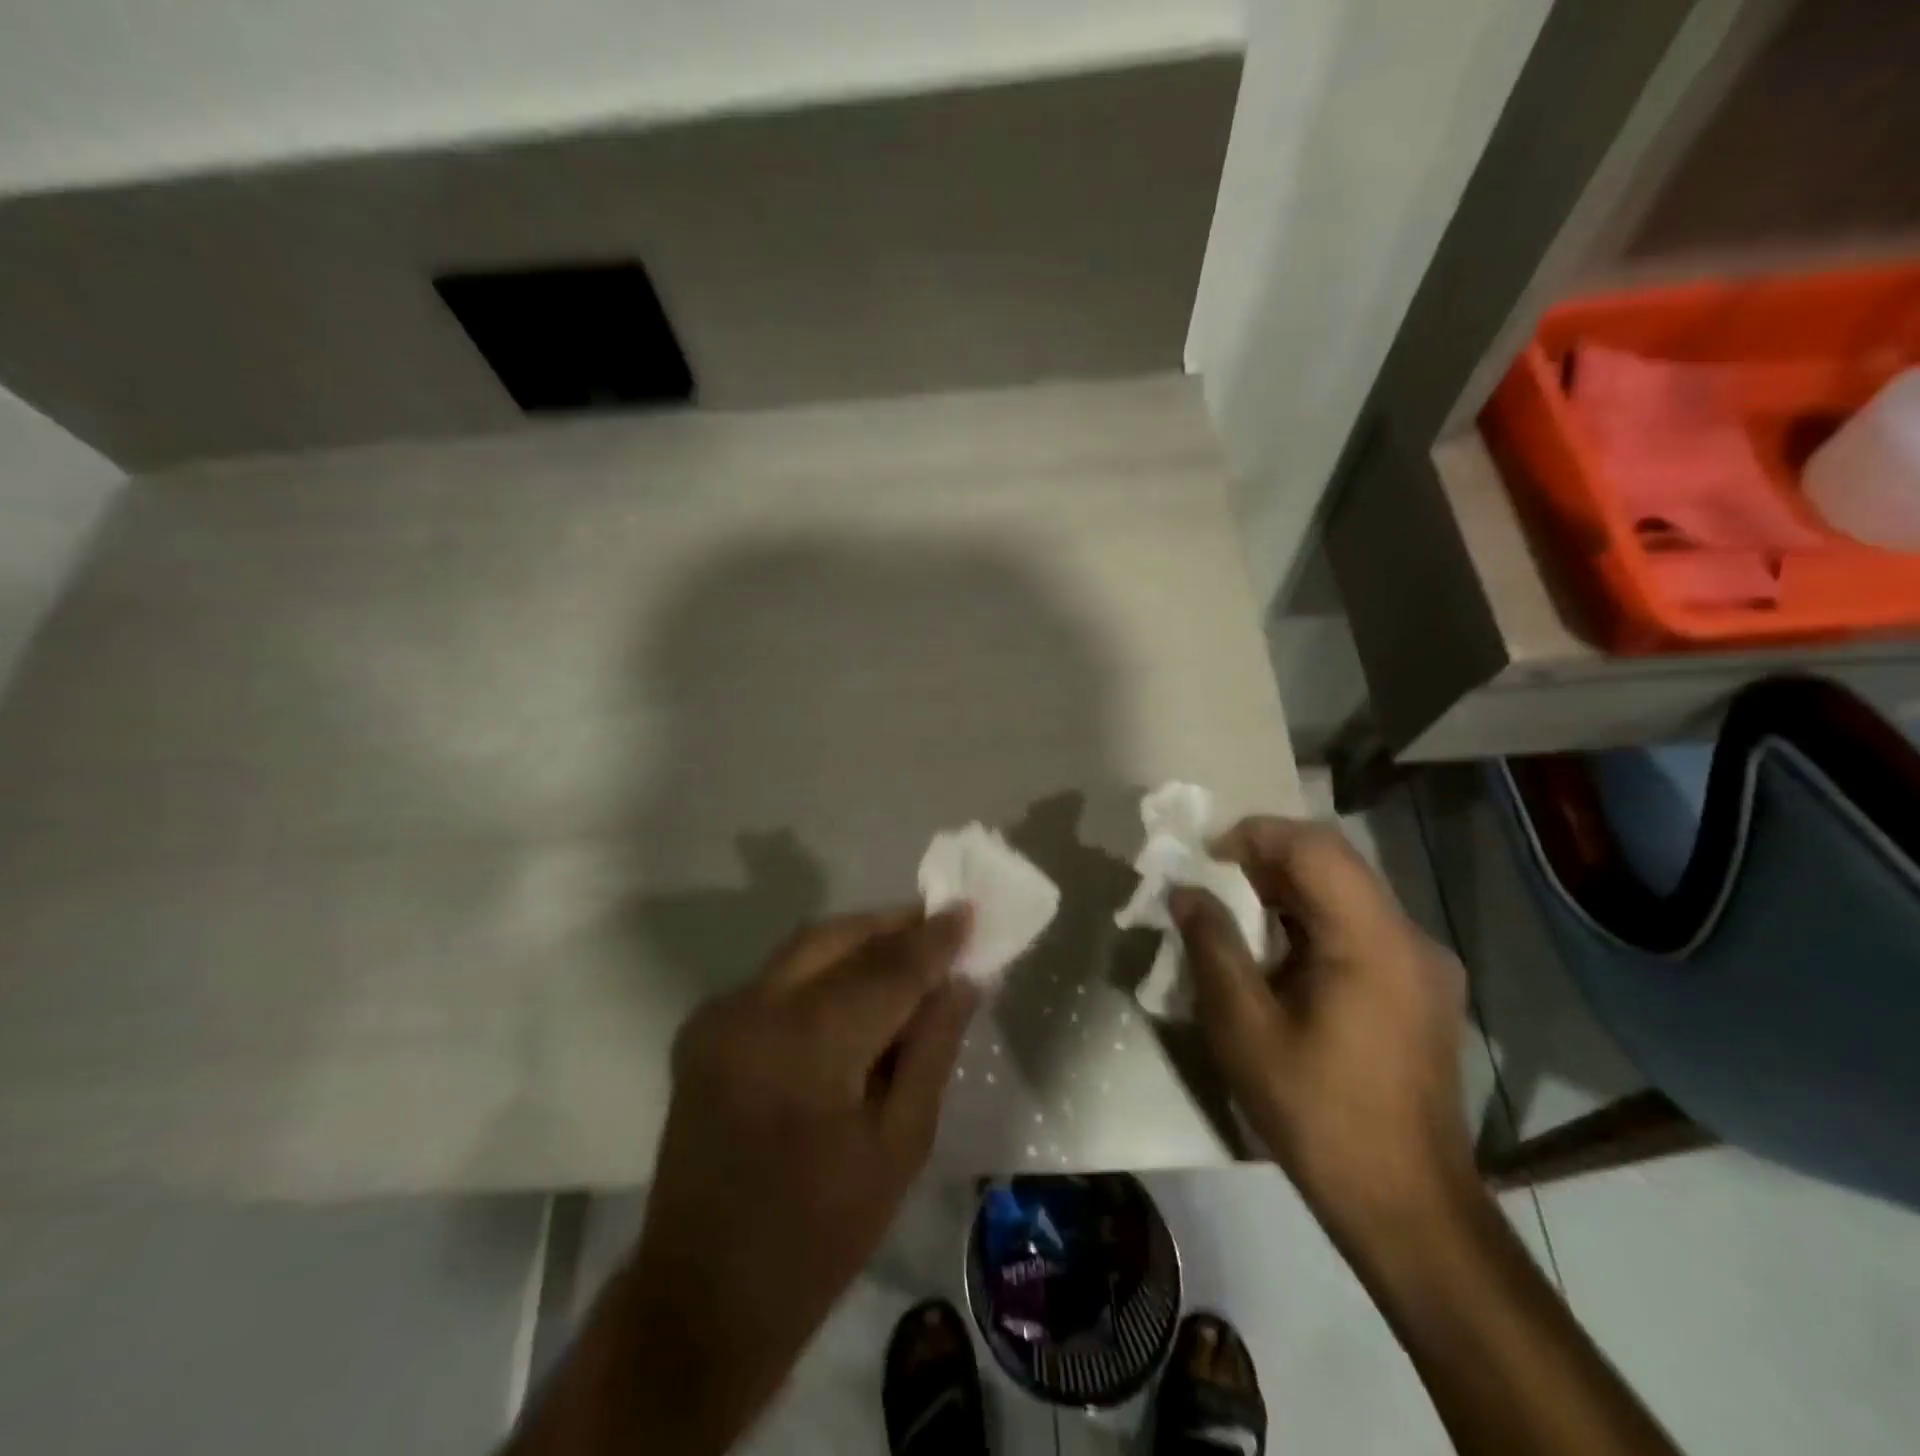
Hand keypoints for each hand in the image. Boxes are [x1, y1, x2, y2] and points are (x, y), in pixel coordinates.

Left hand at [616, 907, 975, 1453]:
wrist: (703, 1298)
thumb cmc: (820, 1237)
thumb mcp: (899, 1146)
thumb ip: (932, 1048)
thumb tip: (962, 979)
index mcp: (805, 1048)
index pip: (886, 968)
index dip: (932, 938)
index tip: (969, 910)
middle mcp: (752, 1011)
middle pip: (836, 937)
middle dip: (893, 925)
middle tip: (941, 926)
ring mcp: (718, 1016)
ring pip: (805, 948)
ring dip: (859, 940)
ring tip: (909, 950)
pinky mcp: (702, 1027)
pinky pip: (779, 975)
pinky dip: (824, 967)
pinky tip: (856, 987)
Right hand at [1171, 817, 1472, 1235]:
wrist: (1407, 1206)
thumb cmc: (1318, 1114)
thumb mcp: (1245, 1029)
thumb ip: (1212, 947)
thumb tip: (1185, 892)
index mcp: (1373, 941)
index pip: (1314, 847)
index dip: (1254, 836)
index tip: (1206, 858)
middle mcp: (1411, 938)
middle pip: (1335, 863)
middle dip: (1267, 860)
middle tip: (1213, 882)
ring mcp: (1424, 964)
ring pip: (1348, 893)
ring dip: (1289, 891)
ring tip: (1237, 917)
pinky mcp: (1422, 989)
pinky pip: (1361, 927)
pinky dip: (1313, 922)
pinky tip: (1280, 957)